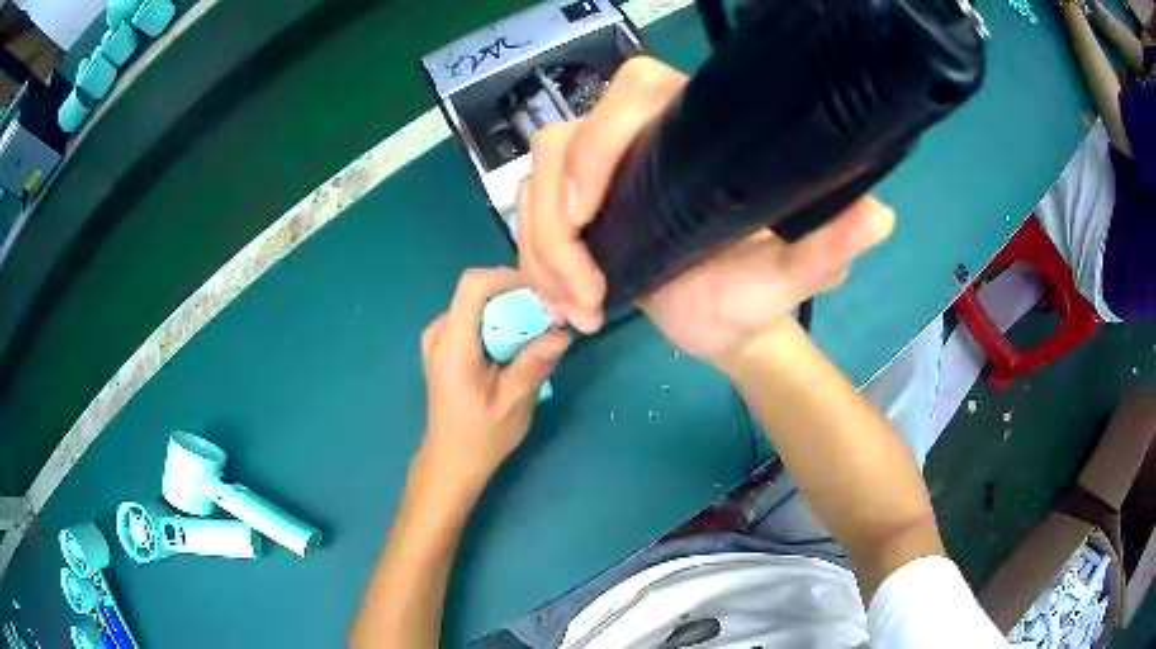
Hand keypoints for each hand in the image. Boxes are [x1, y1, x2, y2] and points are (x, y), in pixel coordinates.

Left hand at [418, 268, 570, 488]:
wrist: (451, 459)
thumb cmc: (481, 437)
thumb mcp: (514, 404)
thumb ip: (534, 364)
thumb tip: (564, 332)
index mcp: (452, 346)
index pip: (474, 285)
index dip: (510, 278)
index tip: (543, 293)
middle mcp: (439, 332)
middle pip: (478, 290)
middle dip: (517, 295)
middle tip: (550, 315)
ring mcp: (438, 337)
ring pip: (478, 302)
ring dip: (510, 309)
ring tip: (540, 329)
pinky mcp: (445, 344)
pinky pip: (475, 316)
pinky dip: (500, 321)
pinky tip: (519, 343)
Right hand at [517, 57, 894, 363]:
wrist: (724, 327)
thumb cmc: (757, 295)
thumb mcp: (792, 274)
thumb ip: (830, 244)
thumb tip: (878, 215)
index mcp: (694, 133)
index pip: (634, 90)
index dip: (601, 137)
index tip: (591, 209)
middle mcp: (642, 140)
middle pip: (562, 141)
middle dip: (555, 223)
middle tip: (583, 292)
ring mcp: (603, 175)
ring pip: (536, 184)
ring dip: (542, 252)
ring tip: (576, 311)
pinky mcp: (580, 210)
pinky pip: (531, 218)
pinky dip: (536, 264)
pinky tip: (564, 308)